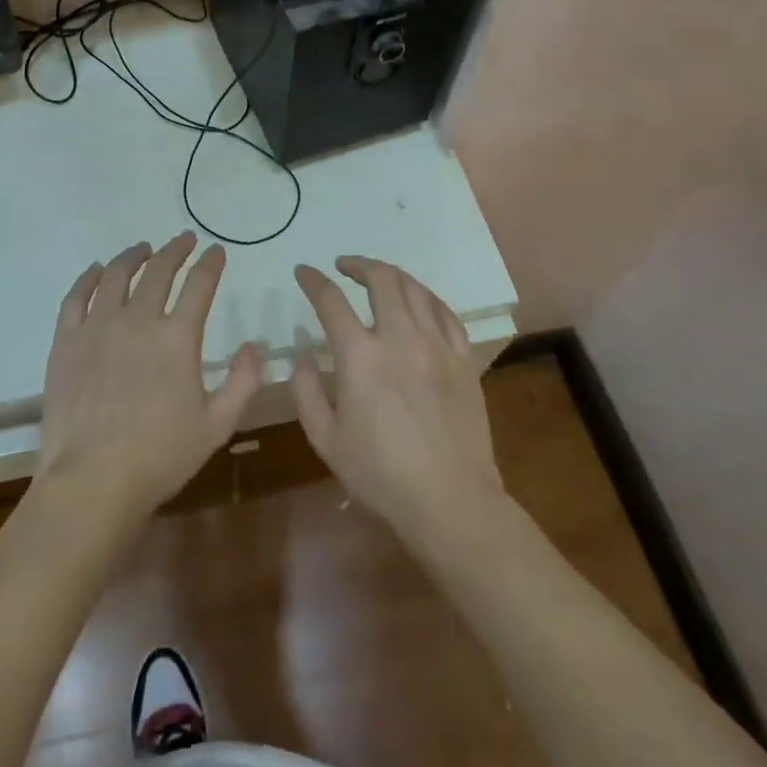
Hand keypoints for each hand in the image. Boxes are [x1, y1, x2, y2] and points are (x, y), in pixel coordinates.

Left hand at [36, 233, 263, 524]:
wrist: (91, 481)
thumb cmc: (159, 457)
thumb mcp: (216, 426)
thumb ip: (242, 383)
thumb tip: (253, 346)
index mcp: (177, 337)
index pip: (200, 284)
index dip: (211, 263)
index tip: (216, 250)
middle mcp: (138, 319)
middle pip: (158, 270)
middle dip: (176, 249)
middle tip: (184, 239)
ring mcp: (98, 326)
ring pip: (116, 274)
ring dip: (133, 256)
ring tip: (142, 249)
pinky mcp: (66, 340)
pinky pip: (76, 296)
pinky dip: (88, 277)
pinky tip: (96, 270)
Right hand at [291, 257, 505, 543]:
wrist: (451, 502)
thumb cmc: (381, 475)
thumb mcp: (326, 440)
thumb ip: (306, 391)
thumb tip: (304, 355)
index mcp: (359, 356)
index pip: (330, 300)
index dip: (313, 280)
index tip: (303, 272)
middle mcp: (399, 337)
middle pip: (380, 278)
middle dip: (357, 264)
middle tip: (344, 266)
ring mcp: (436, 345)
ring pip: (414, 288)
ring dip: (391, 275)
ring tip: (378, 277)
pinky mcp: (463, 359)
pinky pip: (446, 312)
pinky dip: (426, 297)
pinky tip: (418, 301)